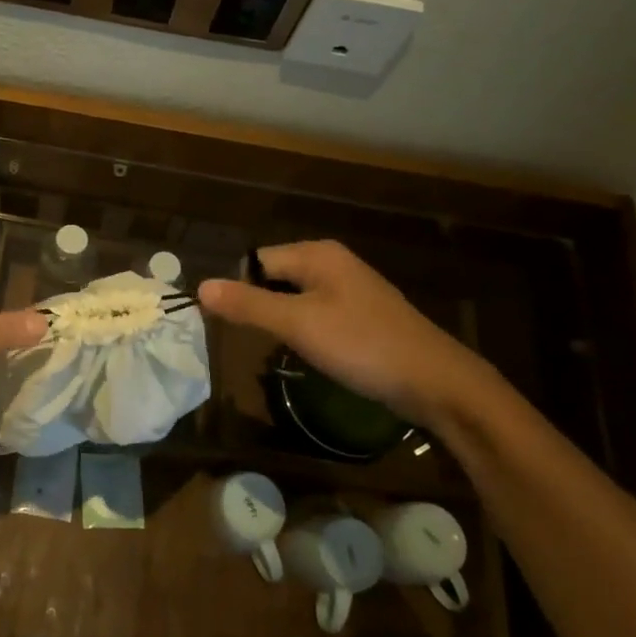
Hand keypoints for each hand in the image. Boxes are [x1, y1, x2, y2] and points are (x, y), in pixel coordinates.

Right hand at [199, 240, 501, 431]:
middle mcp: (332, 263)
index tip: (230, 325)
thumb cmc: (361, 345)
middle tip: (252, 341)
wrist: (435, 382)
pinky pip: (317, 313)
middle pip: (274, 277)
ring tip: (278, 351)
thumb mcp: (297, 324)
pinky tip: (309, 355)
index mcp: (317, 255)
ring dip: (281, 322)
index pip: (256, 261)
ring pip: (295, 298)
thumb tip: (200, 286)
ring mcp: (350, 289)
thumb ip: (248, 304)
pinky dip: (305, 331)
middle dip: (259, 307)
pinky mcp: (361, 315)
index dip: (239, 290)